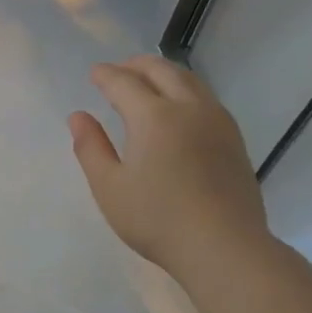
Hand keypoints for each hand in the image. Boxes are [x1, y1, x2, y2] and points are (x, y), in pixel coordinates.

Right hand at [69, 55, 272, 285]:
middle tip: (119, 71)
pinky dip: (184, 89)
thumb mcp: (109, 188)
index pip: (124, 82)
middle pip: (161, 70)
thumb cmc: (157, 219)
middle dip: (136, 65)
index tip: (94, 73)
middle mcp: (188, 108)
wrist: (224, 246)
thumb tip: (78, 116)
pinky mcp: (233, 138)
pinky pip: (205, 97)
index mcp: (154, 116)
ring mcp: (217, 121)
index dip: (106, 75)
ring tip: (147, 82)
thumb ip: (90, 148)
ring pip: (189, 80)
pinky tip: (179, 108)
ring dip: (164, 73)